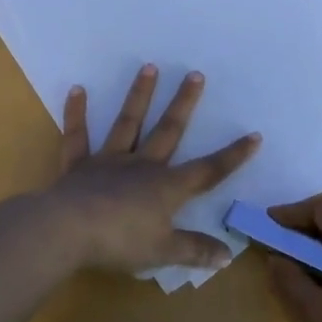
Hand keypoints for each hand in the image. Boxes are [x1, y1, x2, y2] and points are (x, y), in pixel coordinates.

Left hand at [40, 64, 260, 275]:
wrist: (68, 231)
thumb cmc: (120, 242)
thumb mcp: (163, 252)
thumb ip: (195, 251)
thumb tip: (228, 255)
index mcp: (166, 188)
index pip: (208, 171)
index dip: (232, 156)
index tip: (254, 135)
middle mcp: (141, 166)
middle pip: (168, 131)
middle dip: (184, 103)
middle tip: (195, 74)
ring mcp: (108, 161)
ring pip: (128, 123)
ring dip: (139, 95)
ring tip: (149, 66)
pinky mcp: (78, 165)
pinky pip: (77, 136)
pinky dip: (76, 113)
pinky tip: (77, 89)